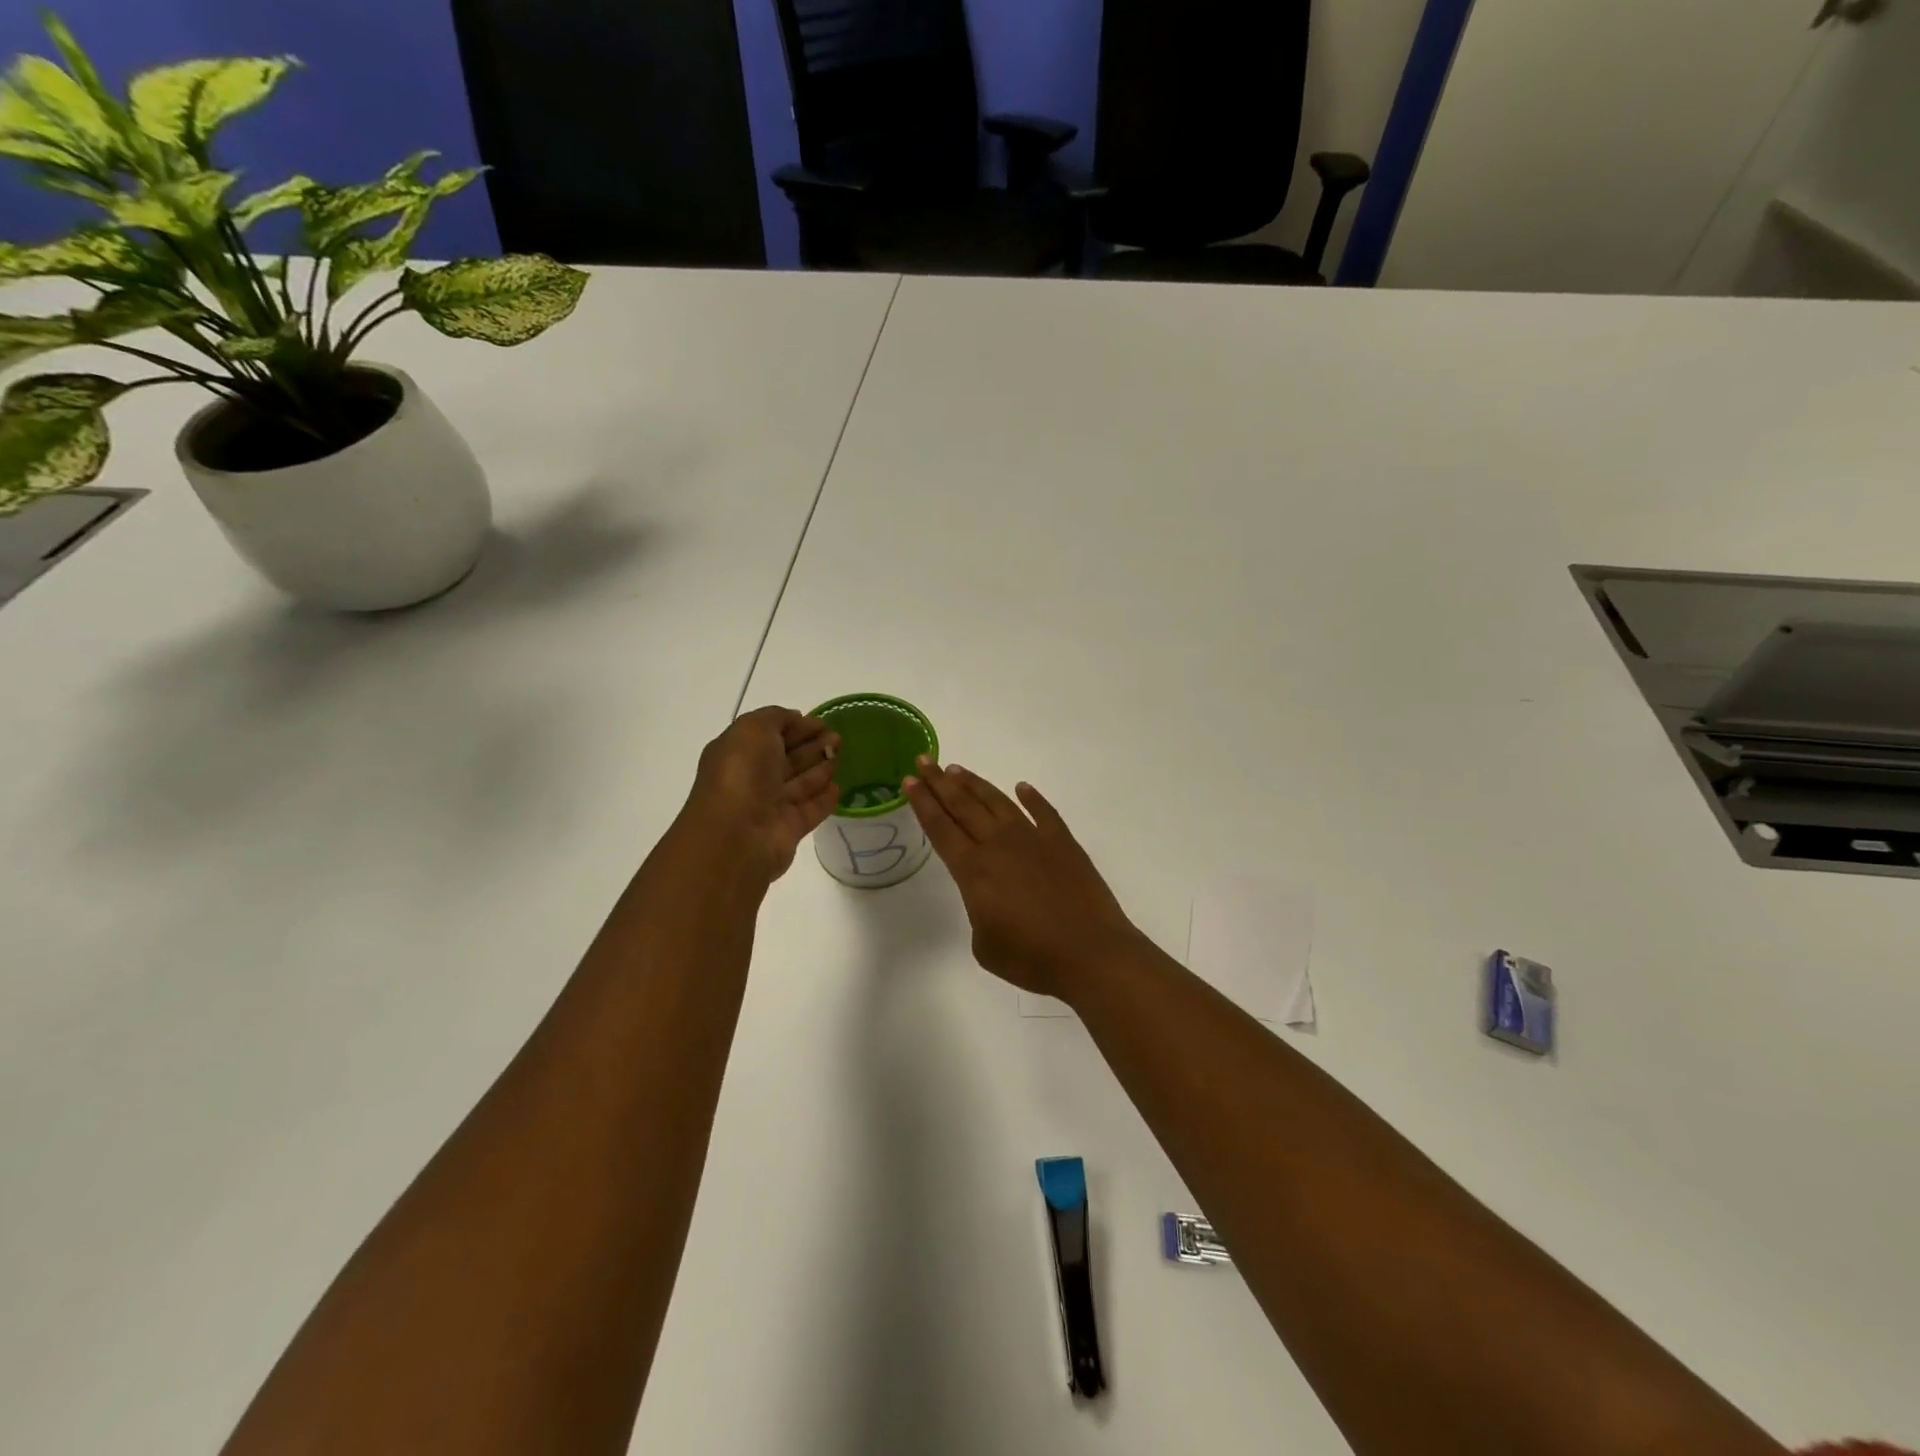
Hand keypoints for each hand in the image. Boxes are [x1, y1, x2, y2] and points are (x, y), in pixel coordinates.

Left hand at [681, 706, 840, 881]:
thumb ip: (775, 718)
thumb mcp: (753, 729)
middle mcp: (753, 778)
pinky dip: (825, 798)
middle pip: (787, 758)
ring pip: (801, 782)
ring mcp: (771, 806)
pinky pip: (811, 809)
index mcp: (738, 753)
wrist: (737, 834)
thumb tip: (796, 719)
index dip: (796, 726)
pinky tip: (839, 787)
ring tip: (842, 754)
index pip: (770, 734)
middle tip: (839, 737)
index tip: (822, 722)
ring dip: (821, 767)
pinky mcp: (789, 829)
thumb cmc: (742, 774)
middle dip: (812, 745)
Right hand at [904, 759, 1141, 1000]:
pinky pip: (1043, 812)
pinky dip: (1031, 798)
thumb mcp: (985, 945)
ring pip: (998, 802)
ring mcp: (1033, 839)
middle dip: (940, 783)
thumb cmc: (1031, 958)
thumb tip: (992, 898)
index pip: (940, 828)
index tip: (910, 780)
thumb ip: (979, 913)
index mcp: (974, 871)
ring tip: (957, 770)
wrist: (1090, 953)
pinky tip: (1022, 788)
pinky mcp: (1063, 843)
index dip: (923, 803)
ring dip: (975, 785)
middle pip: (963, 806)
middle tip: (925, 761)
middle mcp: (999, 845)